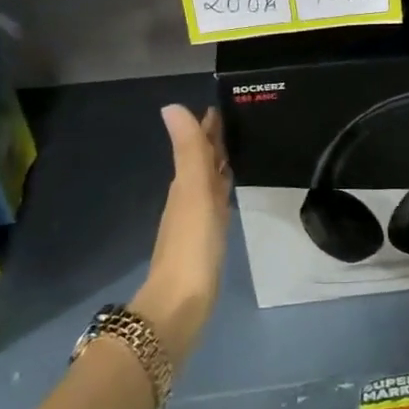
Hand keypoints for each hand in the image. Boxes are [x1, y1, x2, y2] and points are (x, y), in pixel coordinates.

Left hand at [134, 105, 231, 363]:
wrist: (181, 304)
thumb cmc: (192, 245)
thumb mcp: (193, 191)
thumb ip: (188, 151)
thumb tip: (171, 106)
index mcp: (185, 184)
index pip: (197, 145)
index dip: (207, 126)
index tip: (222, 104)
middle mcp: (187, 198)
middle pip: (202, 162)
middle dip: (215, 141)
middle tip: (237, 121)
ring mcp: (196, 220)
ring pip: (209, 182)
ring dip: (219, 164)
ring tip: (237, 149)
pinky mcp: (206, 240)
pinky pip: (216, 203)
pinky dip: (222, 189)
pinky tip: (229, 193)